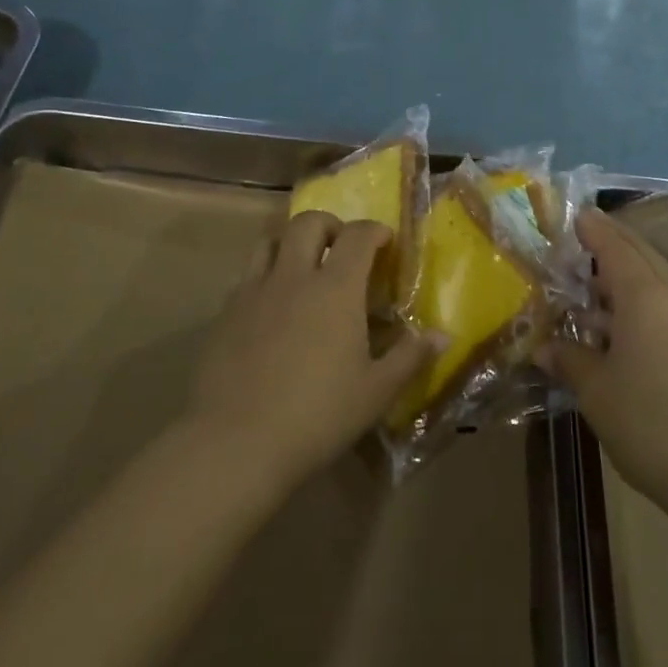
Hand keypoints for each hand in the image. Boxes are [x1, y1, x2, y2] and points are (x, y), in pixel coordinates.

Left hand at [186, 211, 433, 488]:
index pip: (357, 235)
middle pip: (308, 223)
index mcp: (336, 288)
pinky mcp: (224, 314)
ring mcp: (253, 293)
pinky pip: (247, 278)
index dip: (374, 231)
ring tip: (303, 268)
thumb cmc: (318, 416)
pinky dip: (265, 278)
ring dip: (291, 243)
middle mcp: (293, 277)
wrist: (235, 443)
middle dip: (331, 226)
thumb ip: (410, 357)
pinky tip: (271, 310)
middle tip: (343, 248)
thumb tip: (443, 335)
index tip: (386, 242)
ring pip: (269, 242)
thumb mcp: (376, 392)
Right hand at [539, 208, 667, 510]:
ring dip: (623, 273)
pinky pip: (665, 304)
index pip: (615, 246)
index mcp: (645, 296)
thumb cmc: (649, 422)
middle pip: (640, 254)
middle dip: (611, 241)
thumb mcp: (596, 390)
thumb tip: (542, 348)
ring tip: (588, 281)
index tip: (574, 214)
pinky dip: (638, 299)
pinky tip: (614, 325)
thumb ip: (569, 359)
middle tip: (580, 236)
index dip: (593, 229)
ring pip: (655, 279)